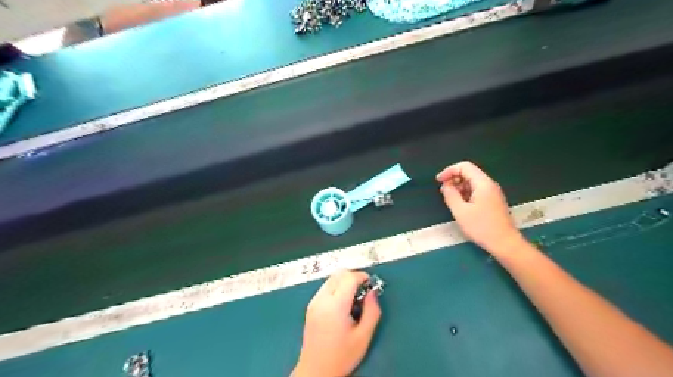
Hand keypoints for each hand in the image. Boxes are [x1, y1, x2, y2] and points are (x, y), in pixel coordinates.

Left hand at [293, 271, 379, 376]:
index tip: (371, 284)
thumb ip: (372, 311)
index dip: (362, 276)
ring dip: (344, 281)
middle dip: (353, 277)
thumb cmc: (341, 356)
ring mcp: (313, 302)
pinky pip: (325, 287)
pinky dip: (335, 287)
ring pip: (330, 279)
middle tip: (363, 290)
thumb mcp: (363, 337)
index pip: (348, 278)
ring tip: (353, 298)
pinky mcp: (310, 306)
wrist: (315, 371)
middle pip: (338, 274)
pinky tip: (342, 304)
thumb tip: (372, 292)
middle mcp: (321, 299)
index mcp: (335, 305)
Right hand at [436, 160, 525, 253]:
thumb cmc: (481, 227)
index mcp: (483, 183)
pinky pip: (477, 191)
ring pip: (472, 183)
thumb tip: (446, 186)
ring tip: (450, 200)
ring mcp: (493, 193)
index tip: (439, 181)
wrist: (504, 243)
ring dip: (459, 188)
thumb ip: (450, 195)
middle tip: (443, 192)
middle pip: (469, 173)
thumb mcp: (460, 211)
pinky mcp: (493, 201)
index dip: (449, 171)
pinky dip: (466, 194)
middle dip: (454, 179)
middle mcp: (489, 185)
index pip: (464, 167)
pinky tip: (461, 205)